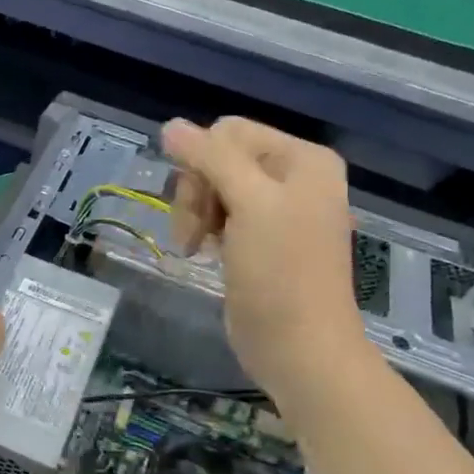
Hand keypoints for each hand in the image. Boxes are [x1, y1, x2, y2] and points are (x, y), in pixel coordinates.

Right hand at [162, 117, 368, 393]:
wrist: (298, 348)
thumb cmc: (280, 273)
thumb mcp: (249, 204)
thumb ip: (211, 158)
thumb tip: (170, 125)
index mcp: (303, 159)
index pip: (229, 132)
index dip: (204, 163)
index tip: (202, 205)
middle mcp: (293, 177)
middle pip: (218, 158)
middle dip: (198, 192)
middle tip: (195, 232)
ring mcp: (276, 209)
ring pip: (212, 186)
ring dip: (196, 213)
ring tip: (196, 246)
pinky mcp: (258, 238)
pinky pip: (219, 213)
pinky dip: (205, 229)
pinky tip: (206, 252)